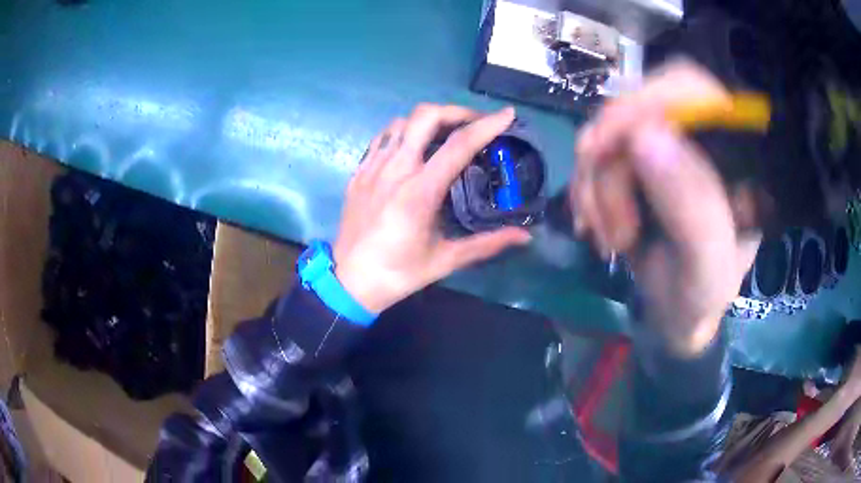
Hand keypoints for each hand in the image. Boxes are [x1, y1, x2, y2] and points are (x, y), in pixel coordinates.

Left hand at [333, 104, 531, 313]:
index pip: (459, 145)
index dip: (487, 125)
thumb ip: (488, 243)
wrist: (349, 281)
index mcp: (419, 191)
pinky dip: (402, 132)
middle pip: (425, 117)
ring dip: (428, 120)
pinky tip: (412, 146)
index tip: (507, 114)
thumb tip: (526, 236)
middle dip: (456, 111)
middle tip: (474, 124)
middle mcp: (395, 170)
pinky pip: (382, 138)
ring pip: (401, 122)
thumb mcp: (445, 260)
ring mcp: (373, 168)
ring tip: (445, 133)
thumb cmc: (398, 273)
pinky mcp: (358, 173)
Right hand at [571, 60, 761, 355]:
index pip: (690, 87)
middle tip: (608, 221)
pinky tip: (594, 225)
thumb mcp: (708, 263)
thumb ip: (693, 207)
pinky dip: (585, 191)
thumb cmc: (703, 293)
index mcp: (735, 148)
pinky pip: (594, 155)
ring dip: (594, 187)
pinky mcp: (637, 160)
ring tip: (610, 239)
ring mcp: (665, 144)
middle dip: (610, 164)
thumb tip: (644, 136)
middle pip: (637, 106)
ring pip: (606, 132)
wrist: (678, 313)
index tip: (603, 146)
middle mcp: (700, 134)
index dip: (644, 101)